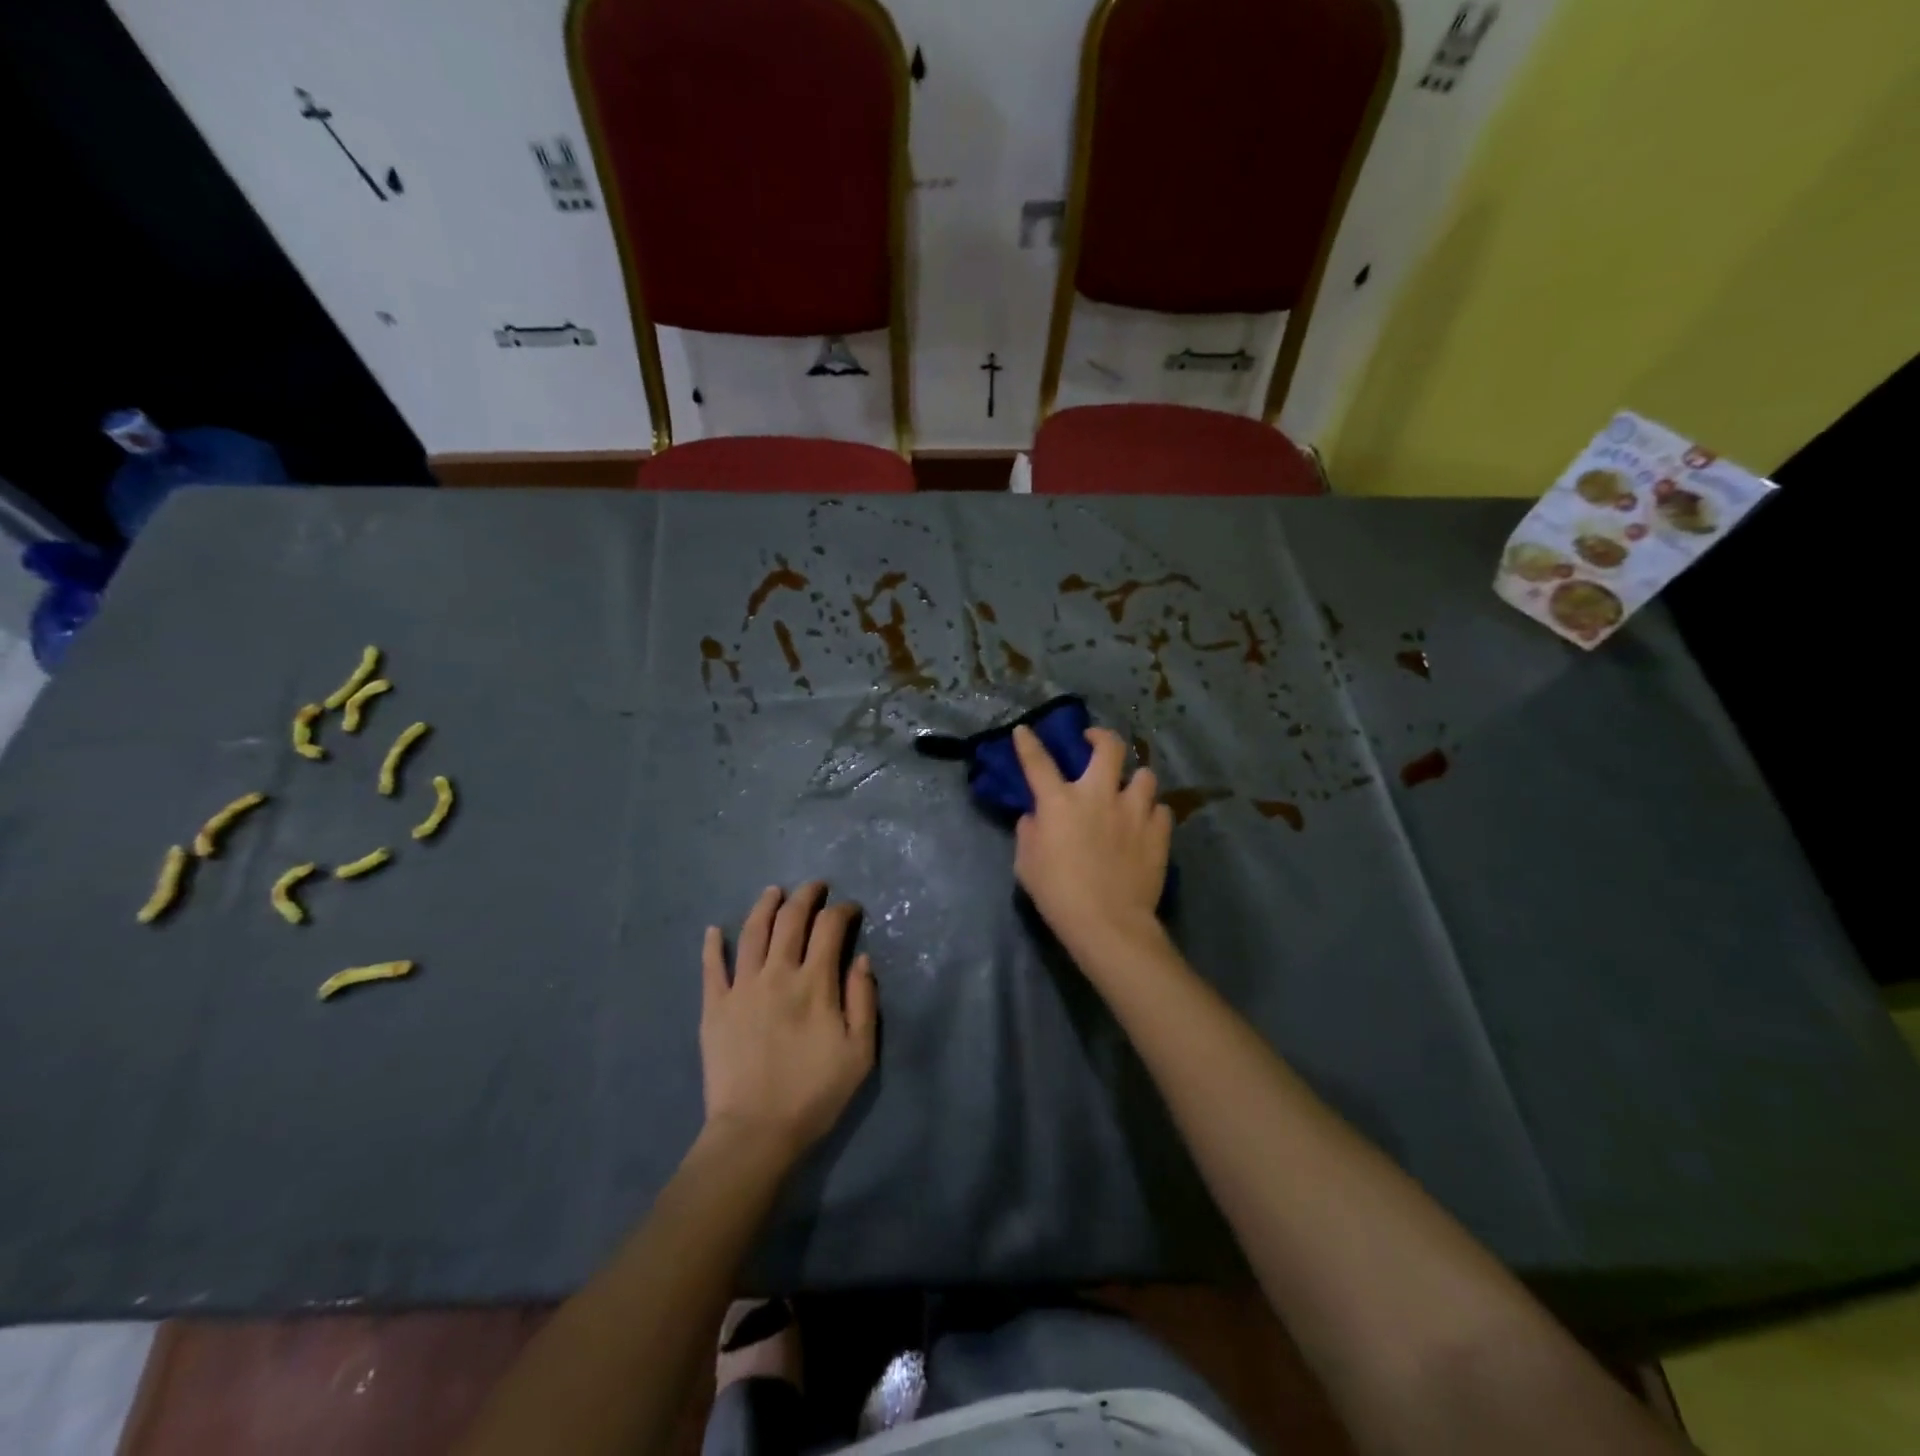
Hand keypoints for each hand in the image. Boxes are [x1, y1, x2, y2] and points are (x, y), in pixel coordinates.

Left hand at [700, 883, 876, 1161]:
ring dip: (765, 905)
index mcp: (814, 983)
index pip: (830, 928)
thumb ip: (863, 1001)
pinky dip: (713, 944)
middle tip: (816, 887)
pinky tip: (715, 929)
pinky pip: (712, 967)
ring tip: (774, 891)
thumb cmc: (814, 1094)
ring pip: (752, 932)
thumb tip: (862, 959)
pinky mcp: (714, 1007)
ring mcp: (741, 987)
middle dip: (806, 896)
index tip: (852, 910)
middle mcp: (777, 973)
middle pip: (790, 919)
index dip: (843, 911)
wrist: (755, 1132)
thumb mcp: (859, 1053)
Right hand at [1010, 725, 1171, 954]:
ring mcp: (1134, 811)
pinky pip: (1161, 810)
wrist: (1108, 923)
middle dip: (1101, 737)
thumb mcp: (1027, 864)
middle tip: (1095, 742)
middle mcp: (1099, 795)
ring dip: (1135, 779)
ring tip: (1130, 790)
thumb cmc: (1058, 895)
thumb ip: (1029, 832)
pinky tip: (1146, 824)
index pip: (1038, 762)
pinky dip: (1153, 813)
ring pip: (1145, 775)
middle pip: (1109, 747)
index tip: (1025, 730)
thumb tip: (1036, 816)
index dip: (1028, 743)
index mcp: (1060, 802)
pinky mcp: (1158, 832)